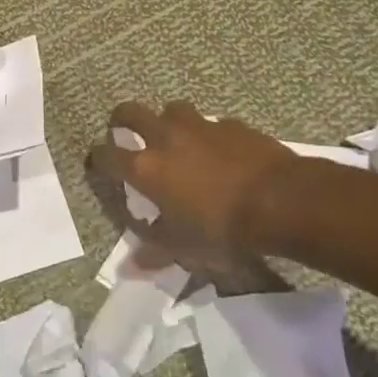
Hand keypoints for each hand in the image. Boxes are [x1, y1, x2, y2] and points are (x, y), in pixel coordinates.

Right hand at [87, 101, 299, 254]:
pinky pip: (210, 123)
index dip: (97, 157)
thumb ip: (153, 252)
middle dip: (121, 119)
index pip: (107, 154)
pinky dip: (207, 134)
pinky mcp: (230, 124)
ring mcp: (199, 125)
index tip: (97, 162)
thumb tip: (128, 267)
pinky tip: (219, 150)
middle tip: (124, 132)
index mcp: (146, 168)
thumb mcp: (183, 247)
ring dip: (166, 120)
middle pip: (129, 112)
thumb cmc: (222, 228)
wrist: (280, 200)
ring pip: (171, 109)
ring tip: (175, 138)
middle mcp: (165, 137)